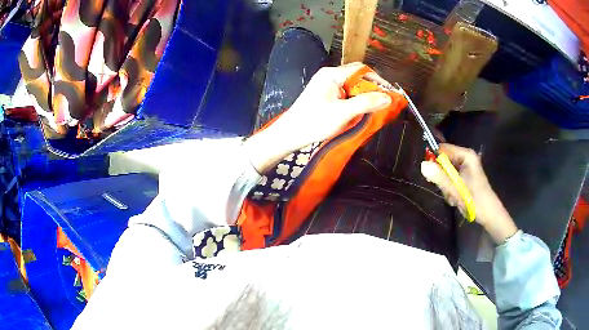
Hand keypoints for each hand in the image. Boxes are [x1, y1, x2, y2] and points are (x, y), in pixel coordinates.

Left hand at [244, 63, 391, 173]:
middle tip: (384, 102)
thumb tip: (388, 98)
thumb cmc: (314, 122)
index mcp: (332, 74)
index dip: (378, 80)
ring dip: (364, 96)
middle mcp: (329, 76)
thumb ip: (366, 103)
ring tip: (374, 108)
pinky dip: (355, 101)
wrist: (290, 134)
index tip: (390, 93)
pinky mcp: (325, 95)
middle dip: (372, 88)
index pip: (361, 70)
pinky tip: (360, 111)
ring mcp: (326, 85)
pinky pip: (345, 94)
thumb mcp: (343, 113)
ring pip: (352, 86)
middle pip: (357, 76)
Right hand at [420, 143, 517, 242]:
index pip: (442, 149)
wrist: (489, 214)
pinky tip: (456, 199)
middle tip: (447, 191)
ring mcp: (465, 168)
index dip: (435, 160)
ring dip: (446, 187)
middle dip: (442, 178)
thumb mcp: (456, 189)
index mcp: (466, 155)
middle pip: (444, 162)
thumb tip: (422, 165)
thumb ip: (439, 177)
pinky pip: (451, 179)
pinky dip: (450, 190)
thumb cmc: (475, 200)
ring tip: (453, 197)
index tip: (432, 176)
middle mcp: (465, 158)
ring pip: (446, 173)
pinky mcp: (465, 177)